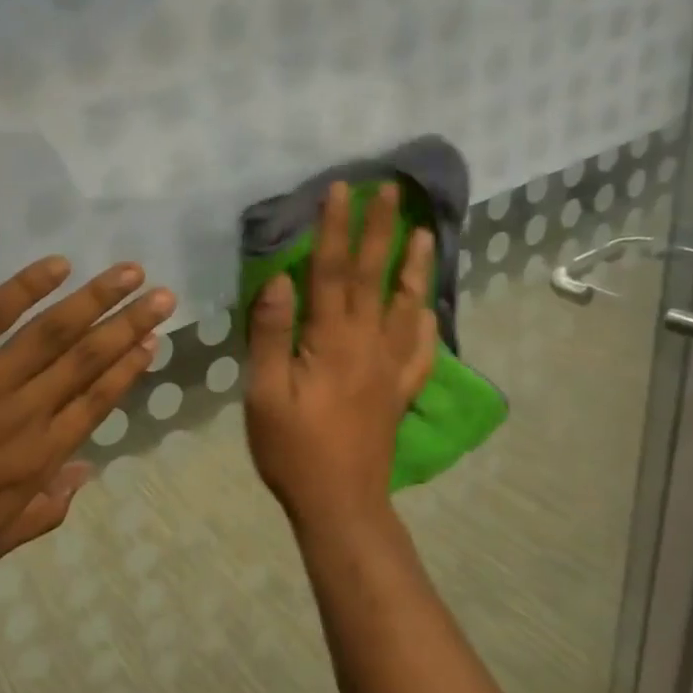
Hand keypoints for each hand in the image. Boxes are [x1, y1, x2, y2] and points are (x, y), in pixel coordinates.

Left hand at [0, 258, 174, 593]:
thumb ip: (43, 512)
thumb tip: (87, 474)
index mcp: (35, 460)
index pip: (96, 403)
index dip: (128, 369)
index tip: (152, 341)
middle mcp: (22, 414)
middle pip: (87, 360)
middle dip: (130, 325)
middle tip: (163, 295)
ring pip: (52, 333)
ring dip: (96, 300)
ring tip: (130, 273)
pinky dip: (25, 288)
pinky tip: (57, 266)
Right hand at [245, 182, 437, 530]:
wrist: (340, 503)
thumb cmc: (293, 450)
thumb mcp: (265, 393)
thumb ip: (272, 334)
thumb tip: (279, 279)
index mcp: (332, 341)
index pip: (333, 272)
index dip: (336, 229)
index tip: (341, 189)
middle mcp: (369, 345)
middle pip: (375, 277)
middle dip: (381, 230)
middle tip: (392, 191)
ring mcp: (391, 368)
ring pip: (406, 307)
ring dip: (413, 268)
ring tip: (424, 235)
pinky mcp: (399, 391)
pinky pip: (420, 351)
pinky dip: (425, 324)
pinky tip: (427, 310)